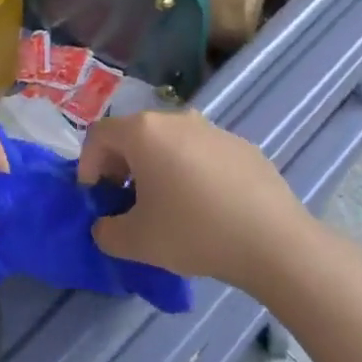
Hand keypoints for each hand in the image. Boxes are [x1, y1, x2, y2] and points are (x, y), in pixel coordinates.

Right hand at [78, 110, 307, 289]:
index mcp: (143, 132)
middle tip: (125, 201)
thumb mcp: (137, 242)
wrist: (273, 240)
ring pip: (169, 142)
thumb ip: (107, 232)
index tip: (95, 197)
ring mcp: (211, 129)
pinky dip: (191, 171)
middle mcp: (175, 119)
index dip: (88, 165)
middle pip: (134, 134)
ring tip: (166, 205)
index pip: (99, 136)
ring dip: (156, 167)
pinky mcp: (240, 145)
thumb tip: (106, 226)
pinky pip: (202, 153)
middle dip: (121, 166)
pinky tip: (206, 207)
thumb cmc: (194, 231)